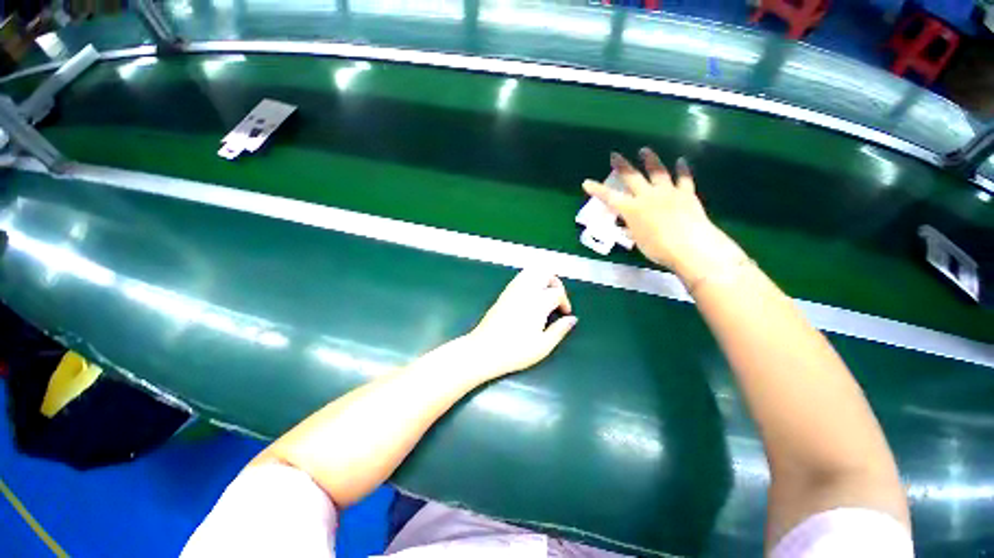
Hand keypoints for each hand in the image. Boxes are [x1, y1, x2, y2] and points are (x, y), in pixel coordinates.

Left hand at [462, 269, 577, 380]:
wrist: (484, 350)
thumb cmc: (515, 351)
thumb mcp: (543, 346)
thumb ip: (560, 330)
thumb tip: (572, 319)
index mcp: (538, 302)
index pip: (557, 292)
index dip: (565, 302)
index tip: (565, 314)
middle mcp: (526, 290)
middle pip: (544, 272)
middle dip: (555, 282)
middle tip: (557, 298)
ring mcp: (513, 289)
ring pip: (531, 271)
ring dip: (542, 278)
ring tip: (545, 295)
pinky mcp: (504, 293)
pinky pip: (521, 277)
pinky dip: (530, 280)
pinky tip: (531, 297)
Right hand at [582, 148, 743, 280]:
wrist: (690, 247)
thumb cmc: (659, 249)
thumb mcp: (639, 241)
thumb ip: (633, 230)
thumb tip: (628, 227)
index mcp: (632, 209)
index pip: (610, 197)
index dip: (597, 190)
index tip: (586, 182)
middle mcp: (647, 196)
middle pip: (631, 177)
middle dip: (621, 165)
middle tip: (615, 155)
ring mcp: (668, 192)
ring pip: (657, 171)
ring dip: (650, 159)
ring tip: (644, 150)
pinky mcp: (686, 194)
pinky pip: (684, 178)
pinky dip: (682, 169)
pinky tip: (681, 161)